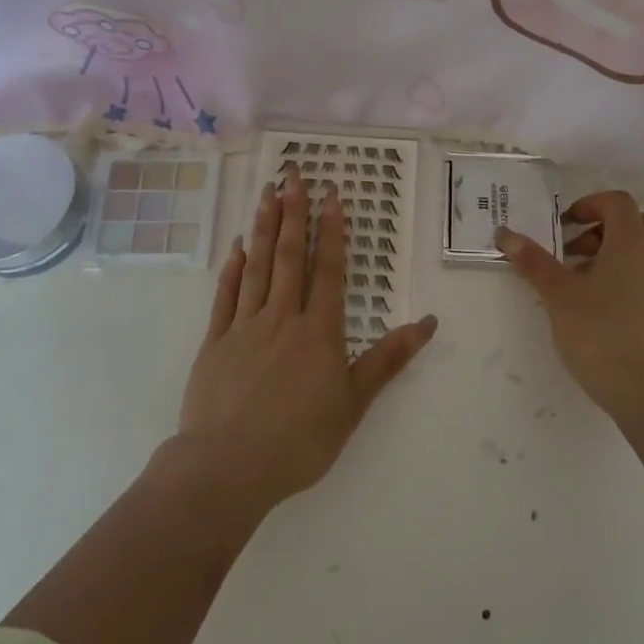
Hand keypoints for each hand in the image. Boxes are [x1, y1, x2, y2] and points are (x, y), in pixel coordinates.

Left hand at [176, 169, 436, 516]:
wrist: (227, 468)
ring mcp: (245, 326)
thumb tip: (429, 323)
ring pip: (257, 266)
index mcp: (319, 331)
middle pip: (290, 256)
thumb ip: (388, 359)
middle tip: (294, 176)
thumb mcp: (353, 403)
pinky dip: (232, 268)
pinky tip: (237, 246)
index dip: (332, 231)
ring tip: (267, 193)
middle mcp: (283, 317)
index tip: (331, 196)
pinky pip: (226, 296)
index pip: (328, 269)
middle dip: (294, 213)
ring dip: (263, 227)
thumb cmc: (299, 440)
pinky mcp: (215, 342)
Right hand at [498, 191, 643, 422]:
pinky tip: (597, 305)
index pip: (617, 202)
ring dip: (610, 252)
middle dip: (600, 228)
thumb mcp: (558, 294)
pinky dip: (623, 273)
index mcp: (632, 242)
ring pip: (640, 249)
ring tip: (579, 280)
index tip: (563, 226)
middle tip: (572, 251)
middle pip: (633, 222)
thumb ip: (533, 261)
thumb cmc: (600, 332)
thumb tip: (505, 233)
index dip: (588, 205)